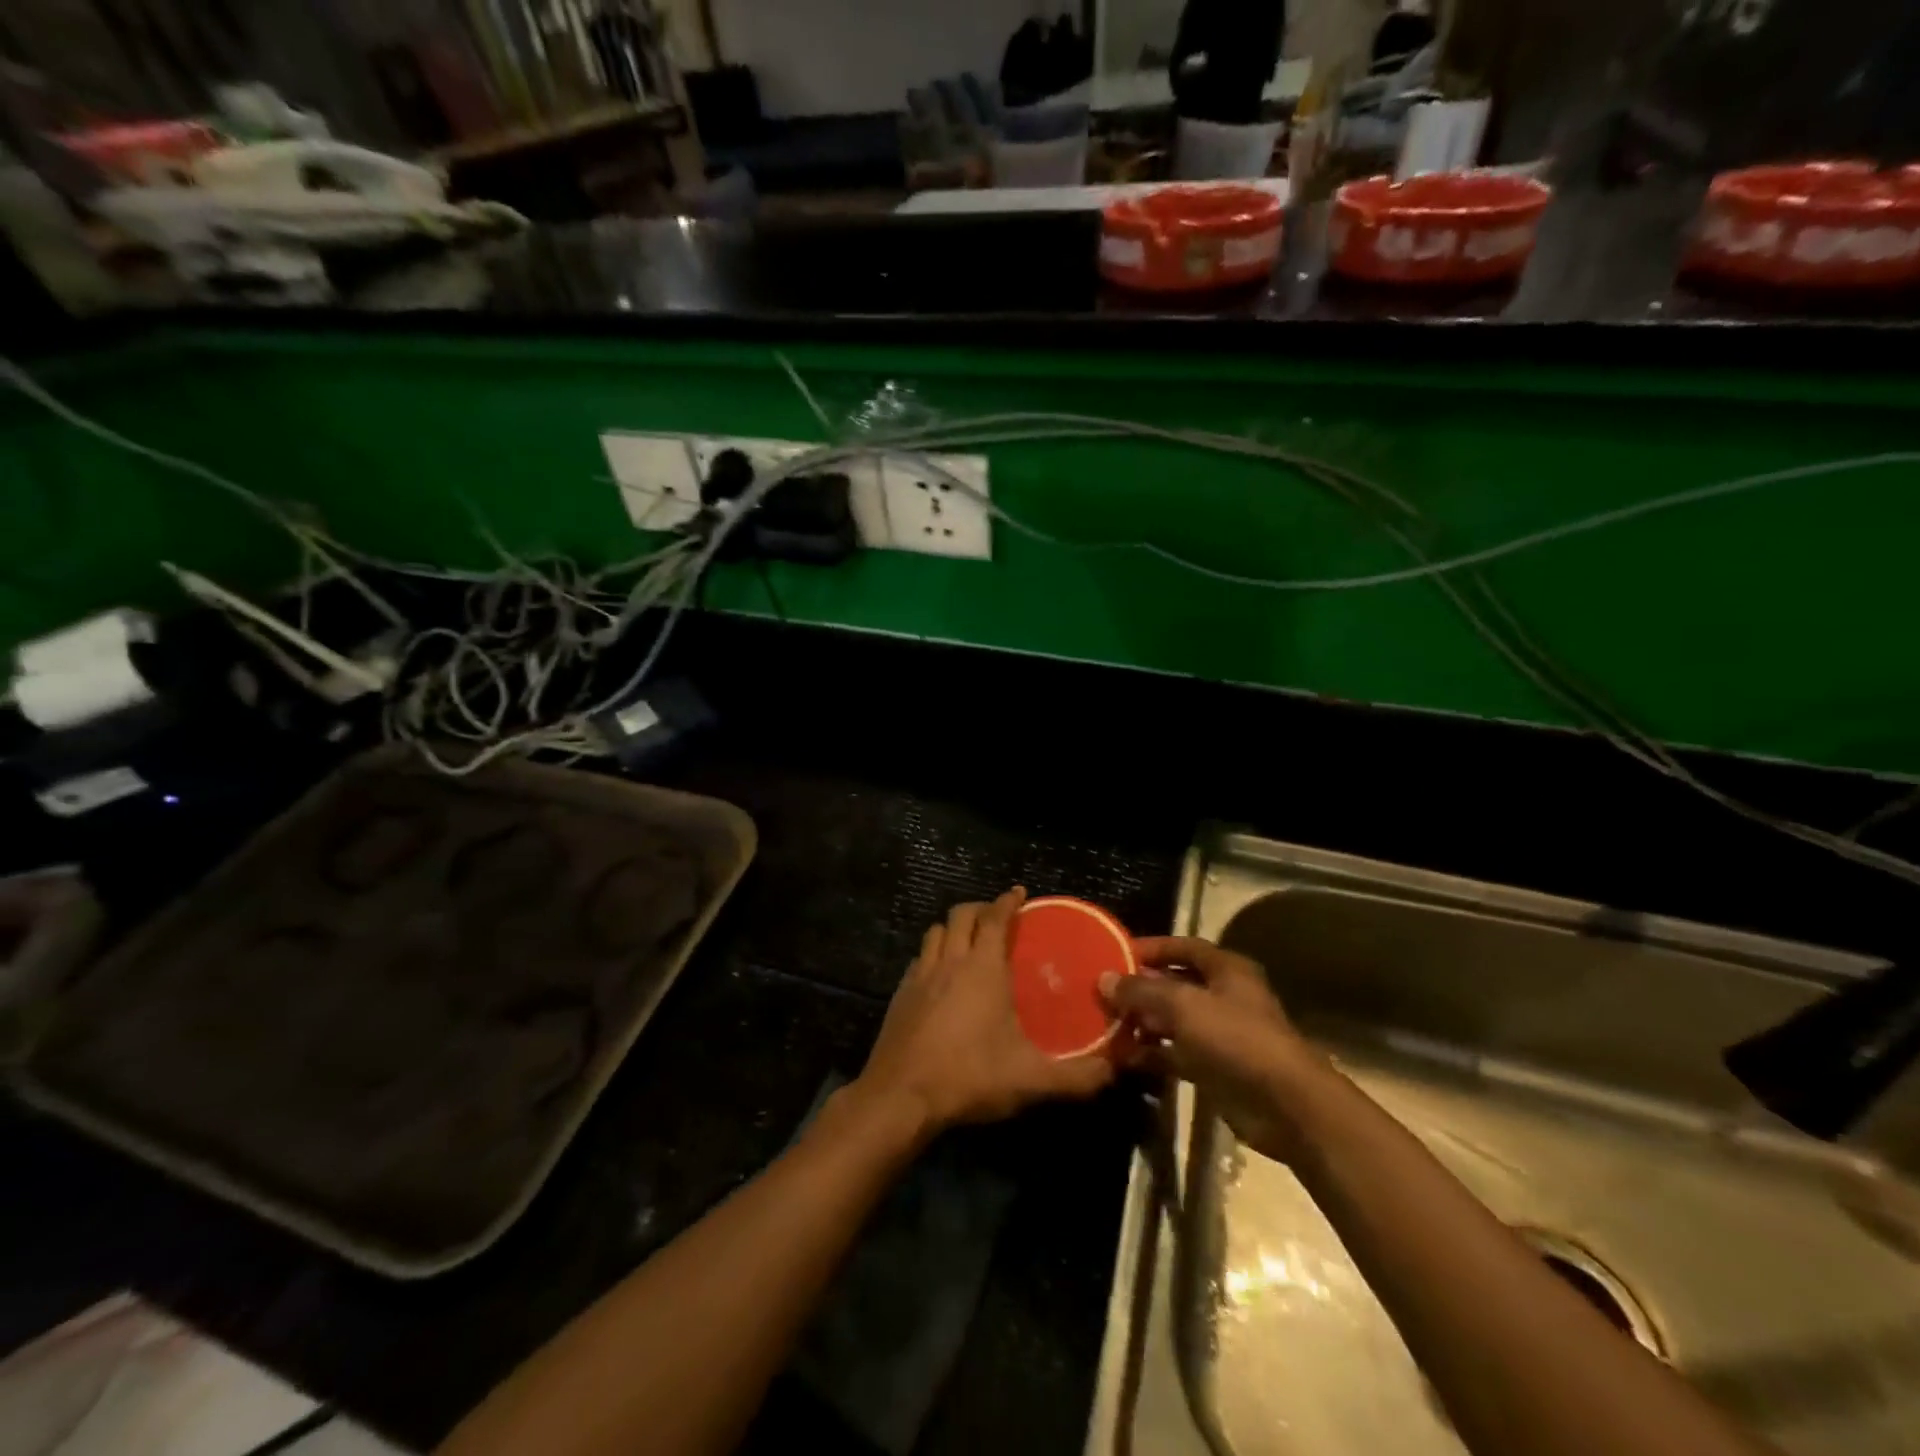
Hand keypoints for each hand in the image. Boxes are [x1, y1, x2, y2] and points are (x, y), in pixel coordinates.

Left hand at [853, 888, 1113, 1135]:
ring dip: (953, 928)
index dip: (1007, 901)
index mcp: (982, 968)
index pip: (994, 917)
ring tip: (969, 940)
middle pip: (961, 915)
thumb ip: (1078, 1076)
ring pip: (935, 932)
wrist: (901, 1096)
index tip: (1019, 893)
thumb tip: (1115, 1069)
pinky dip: (933, 954)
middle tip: (998, 917)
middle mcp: (949, 961)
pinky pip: (919, 958)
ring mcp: (920, 976)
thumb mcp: (1032, 1080)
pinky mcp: (900, 994)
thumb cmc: (970, 1076)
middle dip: (980, 908)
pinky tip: (941, 976)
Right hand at [1100, 936, 1326, 1162]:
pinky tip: (1122, 1058)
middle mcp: (1223, 996)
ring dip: (1142, 1023)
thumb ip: (1142, 990)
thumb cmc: (1236, 1039)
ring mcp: (1219, 1034)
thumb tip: (1104, 979)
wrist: (1285, 1106)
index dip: (1152, 948)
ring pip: (1172, 1021)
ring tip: (1105, 1025)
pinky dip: (1151, 1054)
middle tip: (1102, 993)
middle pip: (1174, 984)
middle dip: (1140, 988)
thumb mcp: (1184, 1006)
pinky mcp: (1214, 1068)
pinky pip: (1175, 1054)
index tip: (1115, 954)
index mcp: (1226, 970)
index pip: (1183, 947)